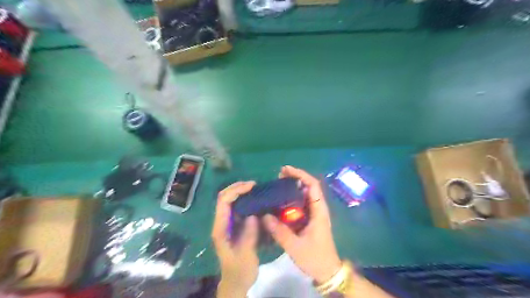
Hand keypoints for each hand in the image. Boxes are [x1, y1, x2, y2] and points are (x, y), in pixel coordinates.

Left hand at [213, 181, 258, 296]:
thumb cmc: (239, 271)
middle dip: (237, 187)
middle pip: (224, 197)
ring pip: (229, 200)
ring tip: (255, 188)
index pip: (223, 202)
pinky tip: (255, 199)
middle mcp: (221, 222)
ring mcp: (227, 223)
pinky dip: (244, 199)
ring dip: (240, 191)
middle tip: (254, 184)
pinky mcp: (233, 225)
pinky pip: (236, 207)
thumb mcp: (246, 256)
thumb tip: (253, 215)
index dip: (236, 191)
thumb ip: (248, 236)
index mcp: (221, 228)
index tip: (252, 187)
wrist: (235, 282)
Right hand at [263, 166, 341, 282]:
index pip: (313, 185)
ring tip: (277, 185)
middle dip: (295, 178)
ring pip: (305, 195)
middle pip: (309, 186)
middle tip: (278, 176)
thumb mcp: (295, 246)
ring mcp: (315, 214)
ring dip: (293, 188)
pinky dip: (291, 199)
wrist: (327, 271)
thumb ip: (280, 231)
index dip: (300, 175)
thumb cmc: (315, 258)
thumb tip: (264, 216)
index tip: (285, 170)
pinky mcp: (311, 219)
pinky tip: (280, 202)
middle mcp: (318, 209)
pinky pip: (301, 204)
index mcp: (319, 211)